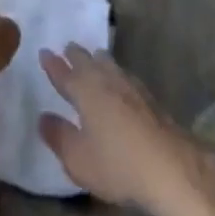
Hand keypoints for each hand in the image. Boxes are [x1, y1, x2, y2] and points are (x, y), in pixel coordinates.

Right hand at [39, 44, 214, 212]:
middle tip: (68, 48)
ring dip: (97, 59)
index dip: (53, 64)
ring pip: (109, 65)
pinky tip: (120, 79)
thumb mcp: (78, 159)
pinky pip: (124, 76)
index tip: (44, 52)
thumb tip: (43, 117)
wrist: (171, 167)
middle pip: (88, 62)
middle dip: (76, 55)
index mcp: (85, 92)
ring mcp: (131, 88)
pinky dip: (115, 72)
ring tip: (94, 55)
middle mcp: (107, 82)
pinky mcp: (149, 99)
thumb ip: (58, 137)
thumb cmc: (117, 164)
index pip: (64, 74)